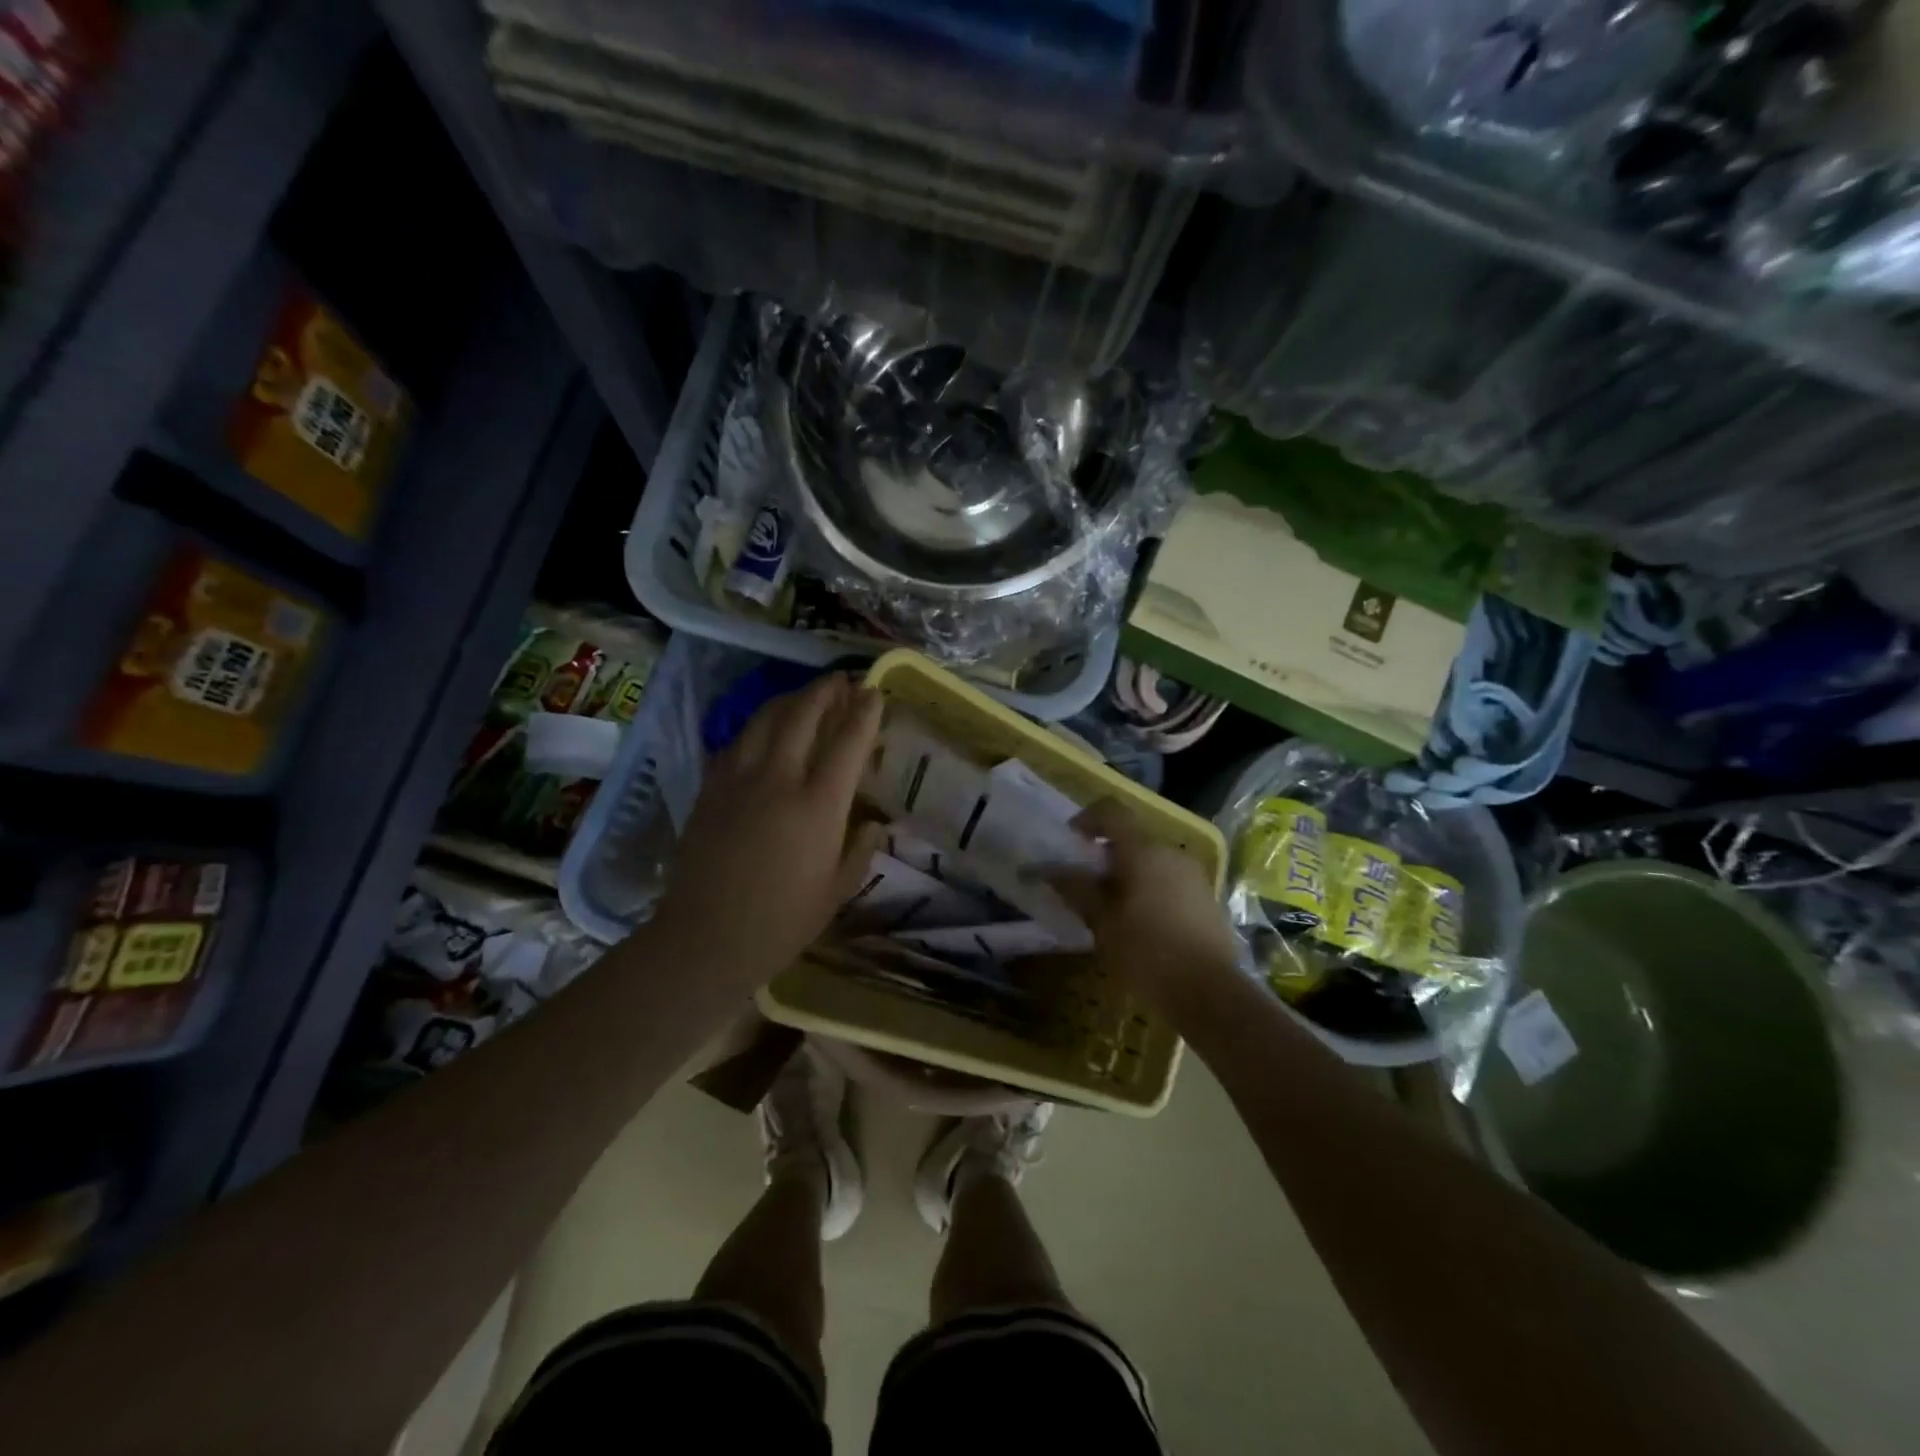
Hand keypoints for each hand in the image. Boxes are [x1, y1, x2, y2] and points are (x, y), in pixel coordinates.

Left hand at [651, 673, 886, 987]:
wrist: (704, 939)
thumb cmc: (782, 922)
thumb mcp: (837, 891)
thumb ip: (860, 849)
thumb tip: (873, 823)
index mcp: (817, 806)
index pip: (847, 742)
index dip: (865, 711)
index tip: (875, 692)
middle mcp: (778, 779)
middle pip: (803, 714)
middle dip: (826, 691)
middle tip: (842, 682)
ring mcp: (738, 779)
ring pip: (765, 718)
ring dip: (791, 699)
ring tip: (806, 697)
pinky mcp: (710, 788)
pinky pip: (737, 741)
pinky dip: (758, 726)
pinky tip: (765, 732)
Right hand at [1049, 800, 1241, 1019]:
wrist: (1210, 993)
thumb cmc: (1147, 953)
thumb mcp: (1102, 922)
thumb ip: (1076, 889)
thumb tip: (1048, 869)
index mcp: (1143, 851)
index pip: (1112, 812)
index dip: (1087, 819)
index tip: (1070, 841)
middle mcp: (1171, 852)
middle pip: (1132, 838)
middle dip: (1105, 854)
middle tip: (1085, 884)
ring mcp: (1193, 874)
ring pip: (1151, 860)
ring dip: (1128, 873)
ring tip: (1111, 908)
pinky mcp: (1206, 898)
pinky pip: (1169, 879)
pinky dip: (1149, 888)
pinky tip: (1140, 923)